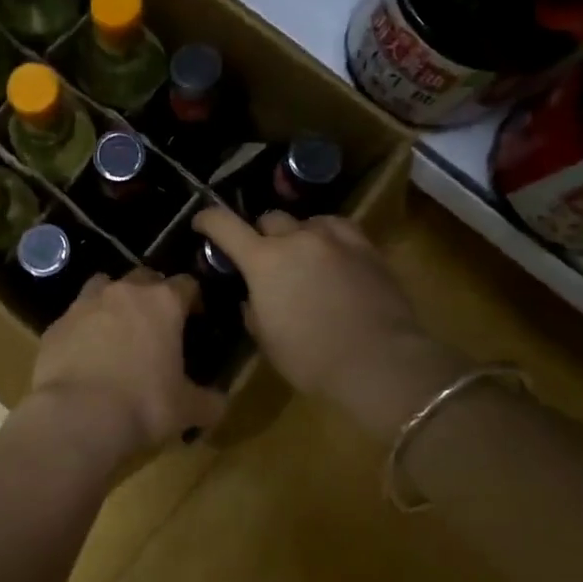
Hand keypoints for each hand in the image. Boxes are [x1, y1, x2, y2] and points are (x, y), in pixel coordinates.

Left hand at [29, 270, 226, 461]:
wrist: (76, 416)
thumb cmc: (143, 405)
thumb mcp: (187, 409)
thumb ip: (208, 401)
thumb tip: (218, 403)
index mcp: (163, 303)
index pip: (187, 284)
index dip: (194, 299)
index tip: (196, 318)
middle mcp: (123, 292)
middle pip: (144, 278)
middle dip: (153, 294)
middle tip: (158, 324)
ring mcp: (85, 304)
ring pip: (104, 286)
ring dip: (114, 301)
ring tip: (118, 330)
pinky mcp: (56, 325)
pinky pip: (75, 317)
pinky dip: (84, 328)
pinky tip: (86, 354)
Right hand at [193, 207, 450, 435]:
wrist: (380, 362)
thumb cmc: (312, 359)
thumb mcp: (267, 339)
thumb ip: (253, 308)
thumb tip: (253, 297)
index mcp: (263, 261)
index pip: (225, 225)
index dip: (208, 220)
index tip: (202, 222)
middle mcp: (296, 239)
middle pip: (269, 219)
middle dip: (261, 235)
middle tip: (264, 258)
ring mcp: (334, 239)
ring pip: (306, 221)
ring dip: (298, 235)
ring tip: (303, 258)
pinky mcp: (366, 247)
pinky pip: (338, 229)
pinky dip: (327, 237)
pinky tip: (332, 254)